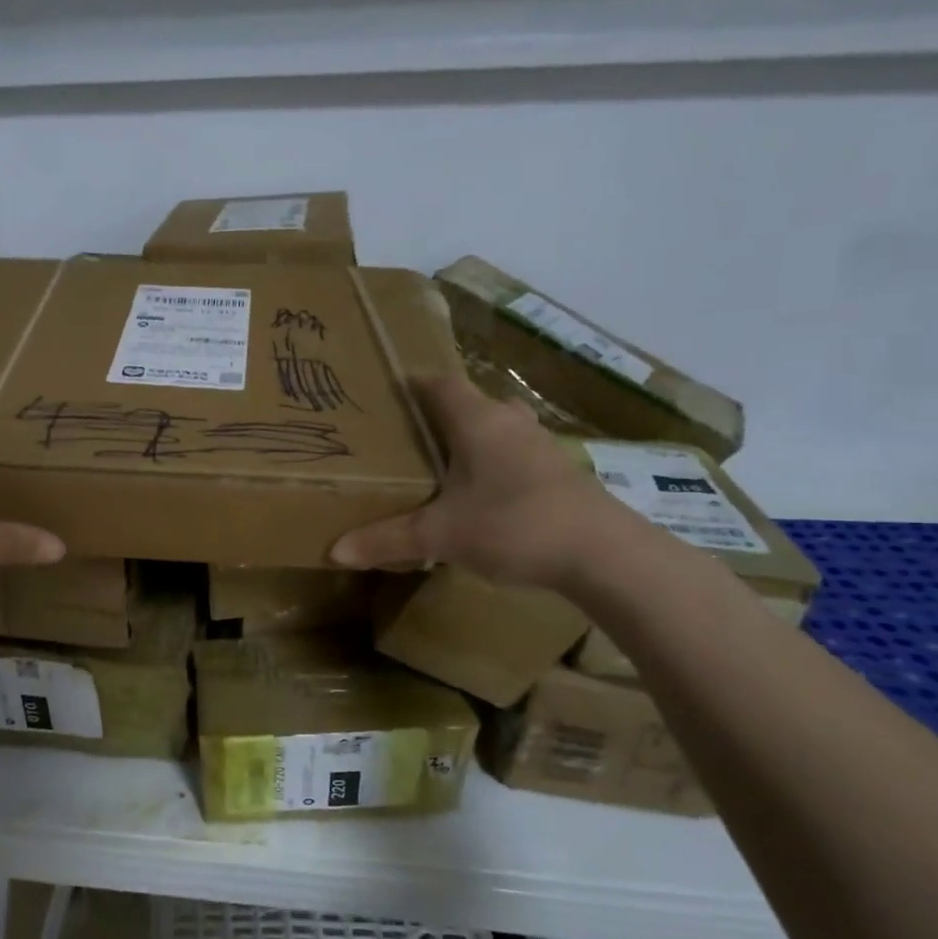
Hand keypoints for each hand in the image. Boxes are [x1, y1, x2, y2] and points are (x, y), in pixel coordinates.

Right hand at [329, 373, 622, 589]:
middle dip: (443, 414)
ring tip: (446, 463)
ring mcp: (542, 446)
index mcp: (477, 422)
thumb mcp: (439, 536)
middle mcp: (510, 423)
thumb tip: (334, 551)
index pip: (440, 384)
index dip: (414, 384)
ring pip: (501, 428)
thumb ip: (386, 540)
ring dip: (476, 438)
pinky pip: (519, 454)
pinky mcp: (561, 473)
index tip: (387, 393)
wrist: (603, 554)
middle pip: (473, 402)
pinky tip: (485, 494)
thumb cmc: (512, 525)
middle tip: (412, 435)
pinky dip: (498, 463)